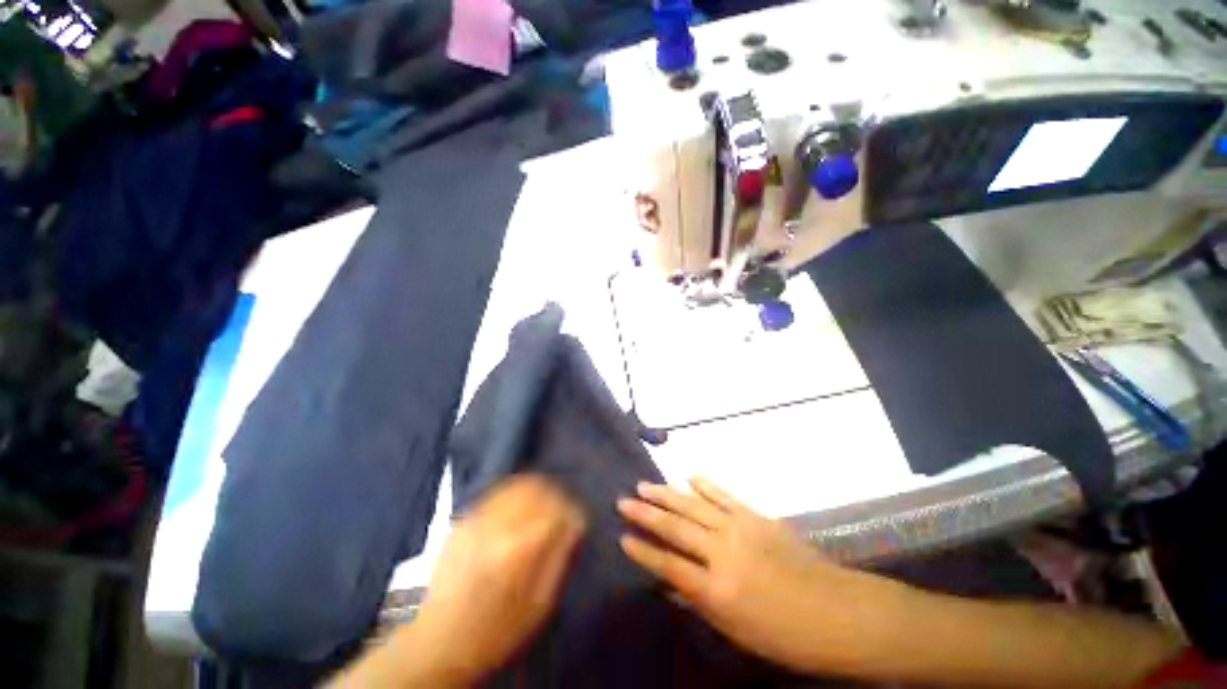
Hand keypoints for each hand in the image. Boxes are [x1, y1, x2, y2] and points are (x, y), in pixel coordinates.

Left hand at [334, 475, 584, 687]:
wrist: (432, 645)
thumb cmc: (492, 634)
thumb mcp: (537, 606)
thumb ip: (560, 558)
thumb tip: (575, 523)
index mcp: (517, 549)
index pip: (556, 508)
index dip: (573, 509)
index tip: (578, 519)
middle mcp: (496, 525)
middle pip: (536, 487)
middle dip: (556, 493)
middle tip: (562, 508)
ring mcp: (476, 519)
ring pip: (516, 483)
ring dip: (536, 488)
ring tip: (544, 503)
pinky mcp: (462, 520)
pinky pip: (497, 492)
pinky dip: (516, 492)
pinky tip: (519, 507)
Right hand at [618, 477, 890, 673]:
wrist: (839, 612)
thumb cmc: (786, 635)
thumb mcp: (738, 631)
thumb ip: (701, 602)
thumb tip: (671, 581)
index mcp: (718, 590)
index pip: (669, 565)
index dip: (643, 551)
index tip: (622, 537)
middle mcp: (723, 552)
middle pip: (676, 527)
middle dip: (646, 514)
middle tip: (623, 500)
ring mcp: (741, 528)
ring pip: (694, 505)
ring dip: (667, 493)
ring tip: (645, 485)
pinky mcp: (756, 516)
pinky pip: (724, 496)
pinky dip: (705, 485)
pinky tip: (690, 476)